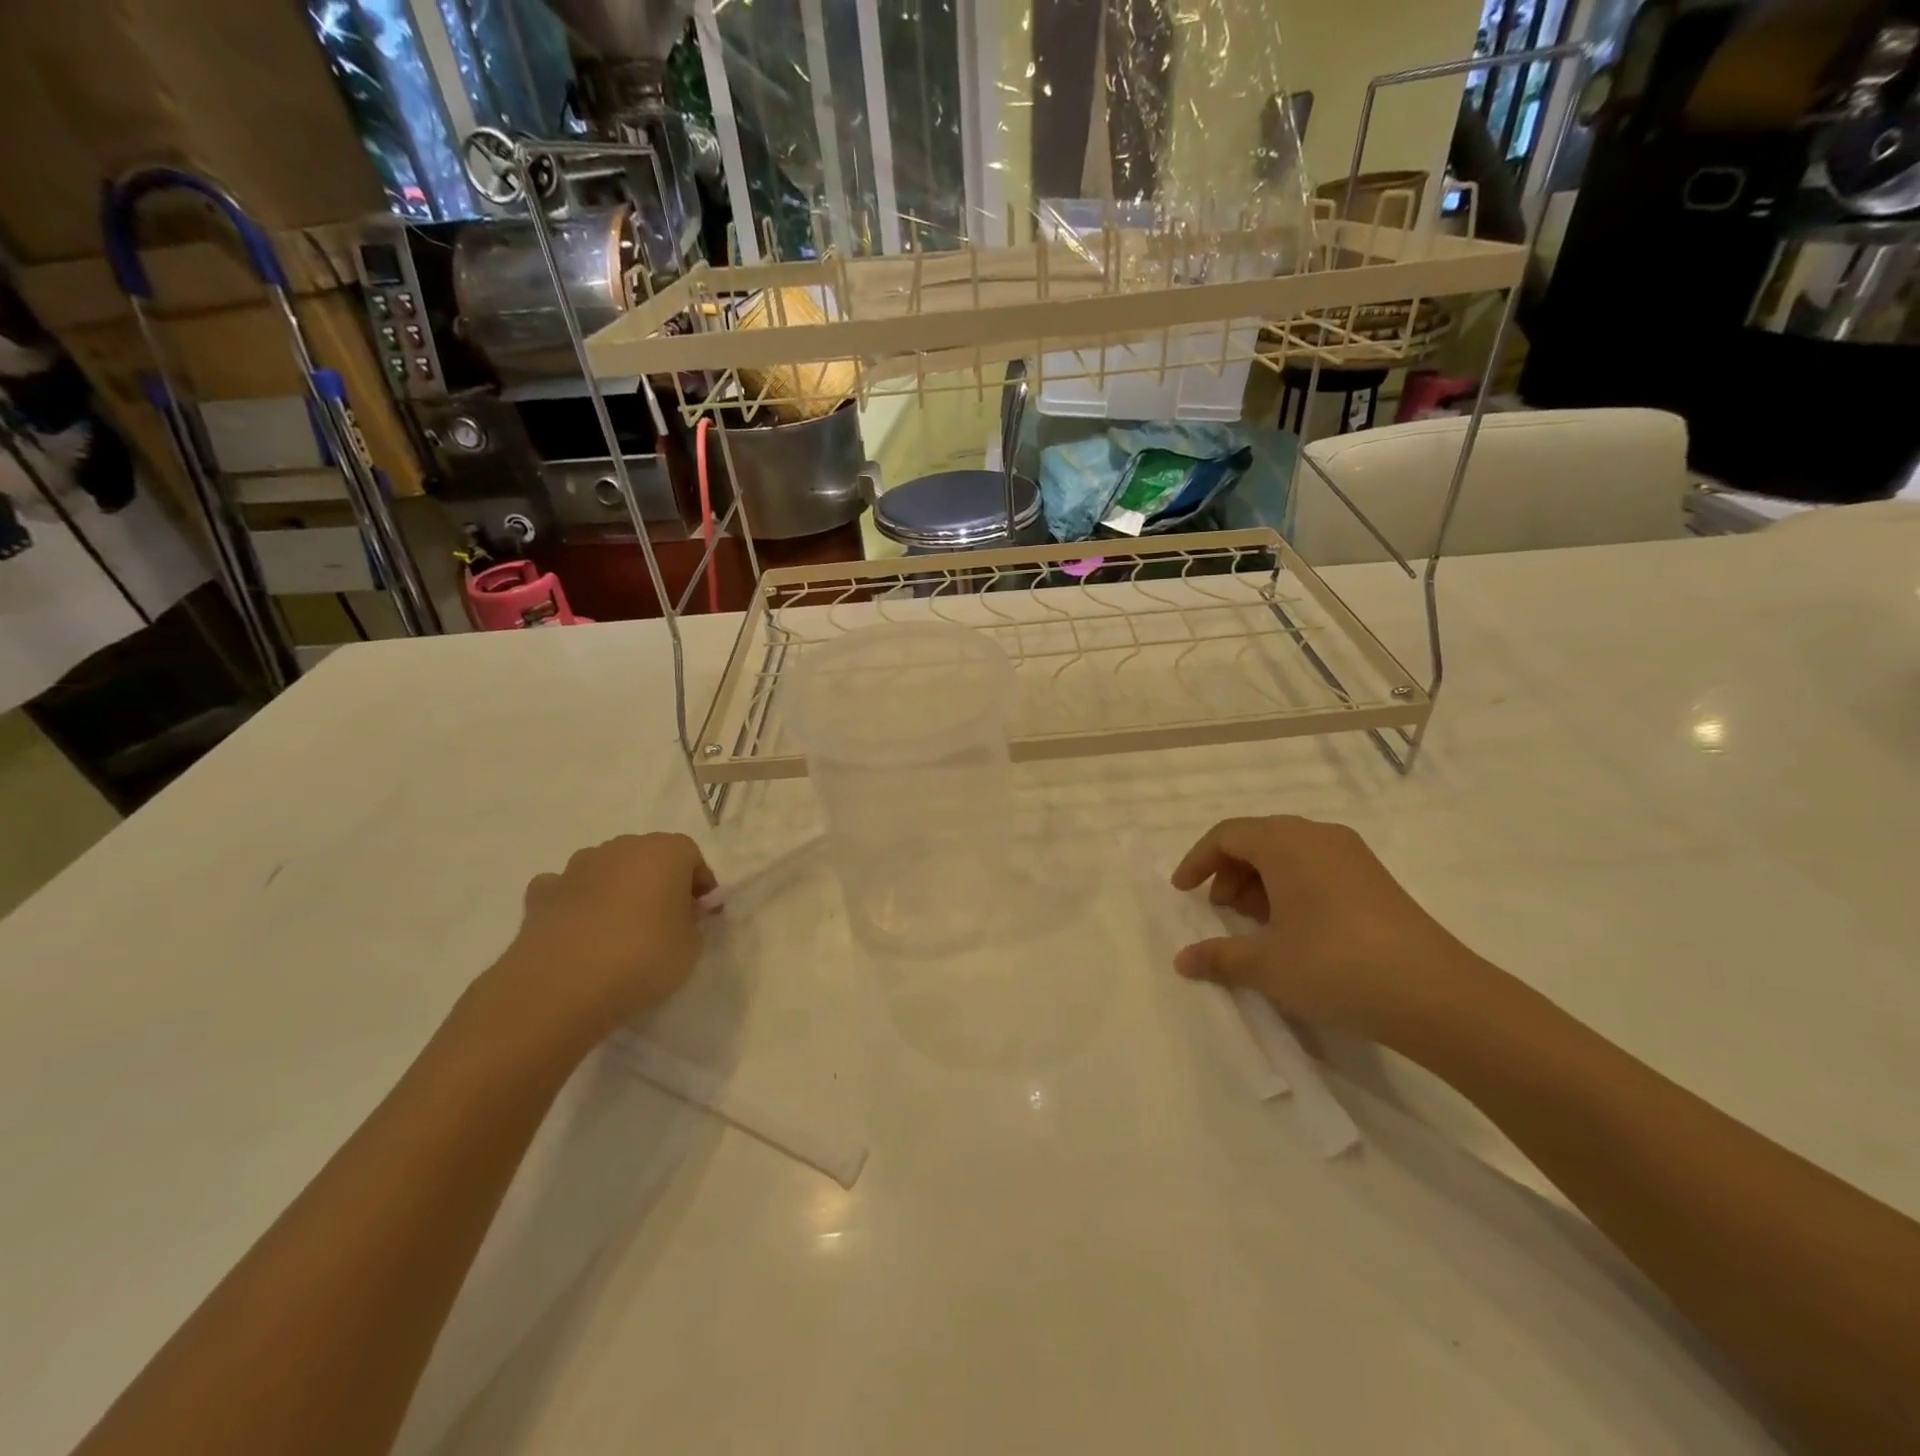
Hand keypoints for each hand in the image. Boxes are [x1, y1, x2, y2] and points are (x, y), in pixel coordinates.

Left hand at [477, 833, 716, 1055]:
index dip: (699, 886)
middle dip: (658, 883)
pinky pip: (568, 891)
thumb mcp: (691, 946)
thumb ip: (690, 922)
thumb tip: (677, 916)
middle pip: (648, 858)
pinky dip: (576, 904)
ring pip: (607, 870)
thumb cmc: (642, 957)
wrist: (562, 987)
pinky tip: (580, 933)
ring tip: (619, 932)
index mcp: (665, 852)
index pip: (692, 857)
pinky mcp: (541, 895)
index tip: (701, 916)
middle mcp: (621, 848)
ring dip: (616, 890)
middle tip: (664, 922)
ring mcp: (576, 868)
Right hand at [1170, 815, 1492, 1046]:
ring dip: (1260, 880)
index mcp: (1287, 843)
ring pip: (1289, 853)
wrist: (1437, 996)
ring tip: (1255, 924)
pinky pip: (1316, 866)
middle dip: (1229, 871)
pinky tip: (1294, 929)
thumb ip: (1219, 957)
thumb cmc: (1336, 967)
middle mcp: (1318, 837)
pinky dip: (1291, 887)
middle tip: (1220, 910)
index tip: (1183, 892)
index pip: (1227, 835)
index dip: (1198, 861)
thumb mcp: (1267, 966)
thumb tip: (1182, 961)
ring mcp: (1352, 856)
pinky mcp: (1374, 879)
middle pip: (1258, 839)